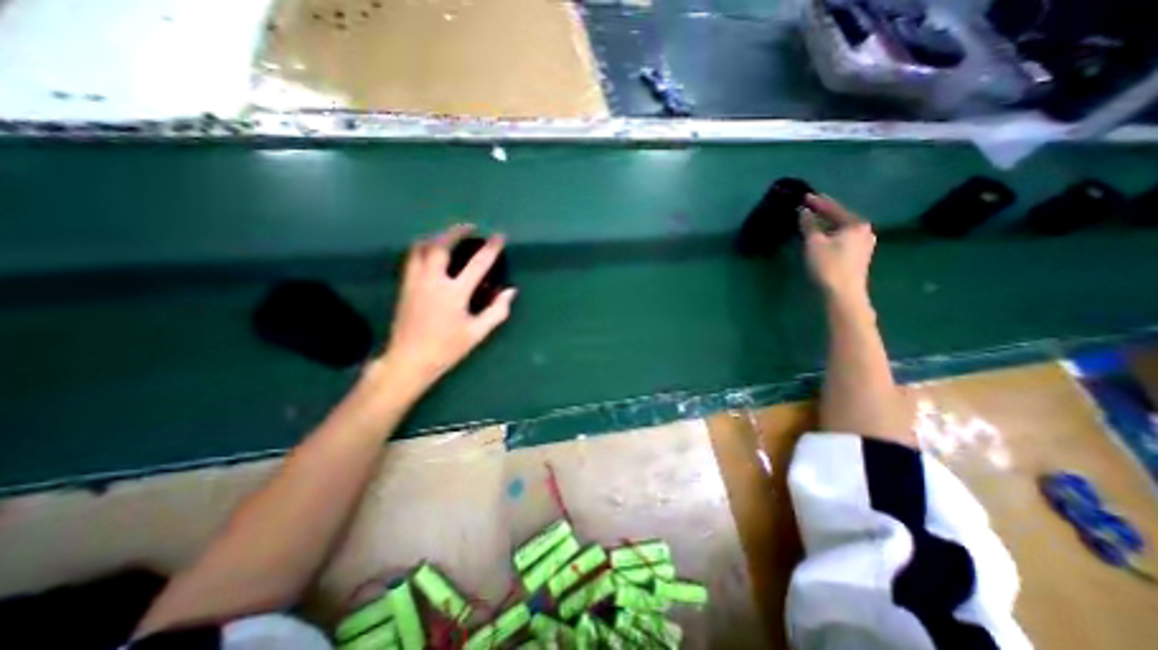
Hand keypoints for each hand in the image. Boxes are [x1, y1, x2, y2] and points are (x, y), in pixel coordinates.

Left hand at [381, 225, 515, 389]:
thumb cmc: (446, 349)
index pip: (477, 264)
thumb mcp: (477, 333)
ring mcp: (415, 282)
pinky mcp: (404, 287)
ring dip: (436, 237)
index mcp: (454, 293)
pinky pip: (412, 259)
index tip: (499, 236)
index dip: (491, 248)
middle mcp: (433, 281)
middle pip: (440, 246)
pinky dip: (423, 249)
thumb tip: (510, 292)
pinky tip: (430, 253)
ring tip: (448, 236)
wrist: (409, 360)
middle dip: (455, 232)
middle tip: (469, 227)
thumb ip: (496, 311)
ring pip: (421, 248)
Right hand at [801, 193, 873, 300]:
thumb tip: (803, 211)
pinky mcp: (859, 256)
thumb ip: (809, 224)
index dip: (817, 202)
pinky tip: (822, 237)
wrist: (843, 293)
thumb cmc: (828, 265)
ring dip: (826, 225)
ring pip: (841, 229)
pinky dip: (831, 235)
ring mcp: (864, 244)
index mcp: (855, 223)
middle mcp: (864, 230)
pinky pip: (843, 239)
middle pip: (840, 218)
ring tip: (812, 222)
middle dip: (823, 213)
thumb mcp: (814, 243)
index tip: (804, 196)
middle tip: (808, 208)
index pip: (834, 208)